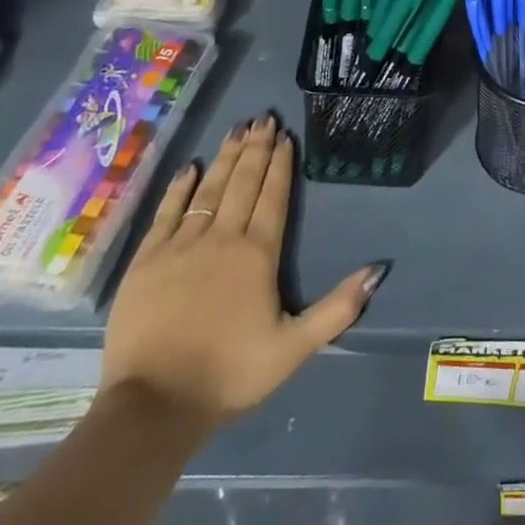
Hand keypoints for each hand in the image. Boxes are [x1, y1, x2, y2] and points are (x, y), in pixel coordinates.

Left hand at [100, 115, 383, 434]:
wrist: (153, 406)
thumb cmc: (230, 374)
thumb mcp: (295, 348)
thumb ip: (338, 308)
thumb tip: (377, 270)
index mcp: (258, 254)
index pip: (273, 197)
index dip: (280, 164)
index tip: (285, 135)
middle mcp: (222, 239)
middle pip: (243, 183)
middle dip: (256, 148)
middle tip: (263, 117)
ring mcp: (180, 247)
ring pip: (208, 190)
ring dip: (225, 158)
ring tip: (236, 129)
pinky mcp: (146, 262)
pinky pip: (166, 213)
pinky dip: (179, 188)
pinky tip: (190, 168)